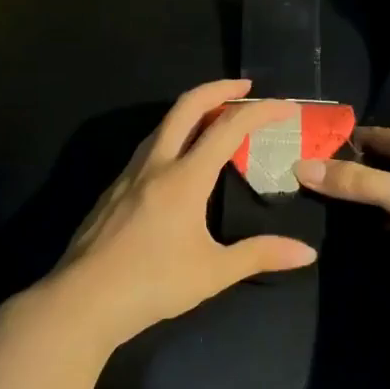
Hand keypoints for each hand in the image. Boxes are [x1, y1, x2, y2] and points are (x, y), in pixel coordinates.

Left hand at [43, 80, 317, 347]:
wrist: (81, 302)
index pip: (228, 128)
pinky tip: (177, 160)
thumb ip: (260, 255)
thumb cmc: (152, 285)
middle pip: (186, 107)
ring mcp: (128, 175)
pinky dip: (172, 135)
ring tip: (214, 118)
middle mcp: (155, 165)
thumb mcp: (213, 273)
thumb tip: (308, 253)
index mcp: (184, 178)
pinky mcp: (112, 190)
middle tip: (245, 86)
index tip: (285, 106)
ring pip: (162, 125)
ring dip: (191, 110)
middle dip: (218, 88)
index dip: (260, 111)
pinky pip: (147, 147)